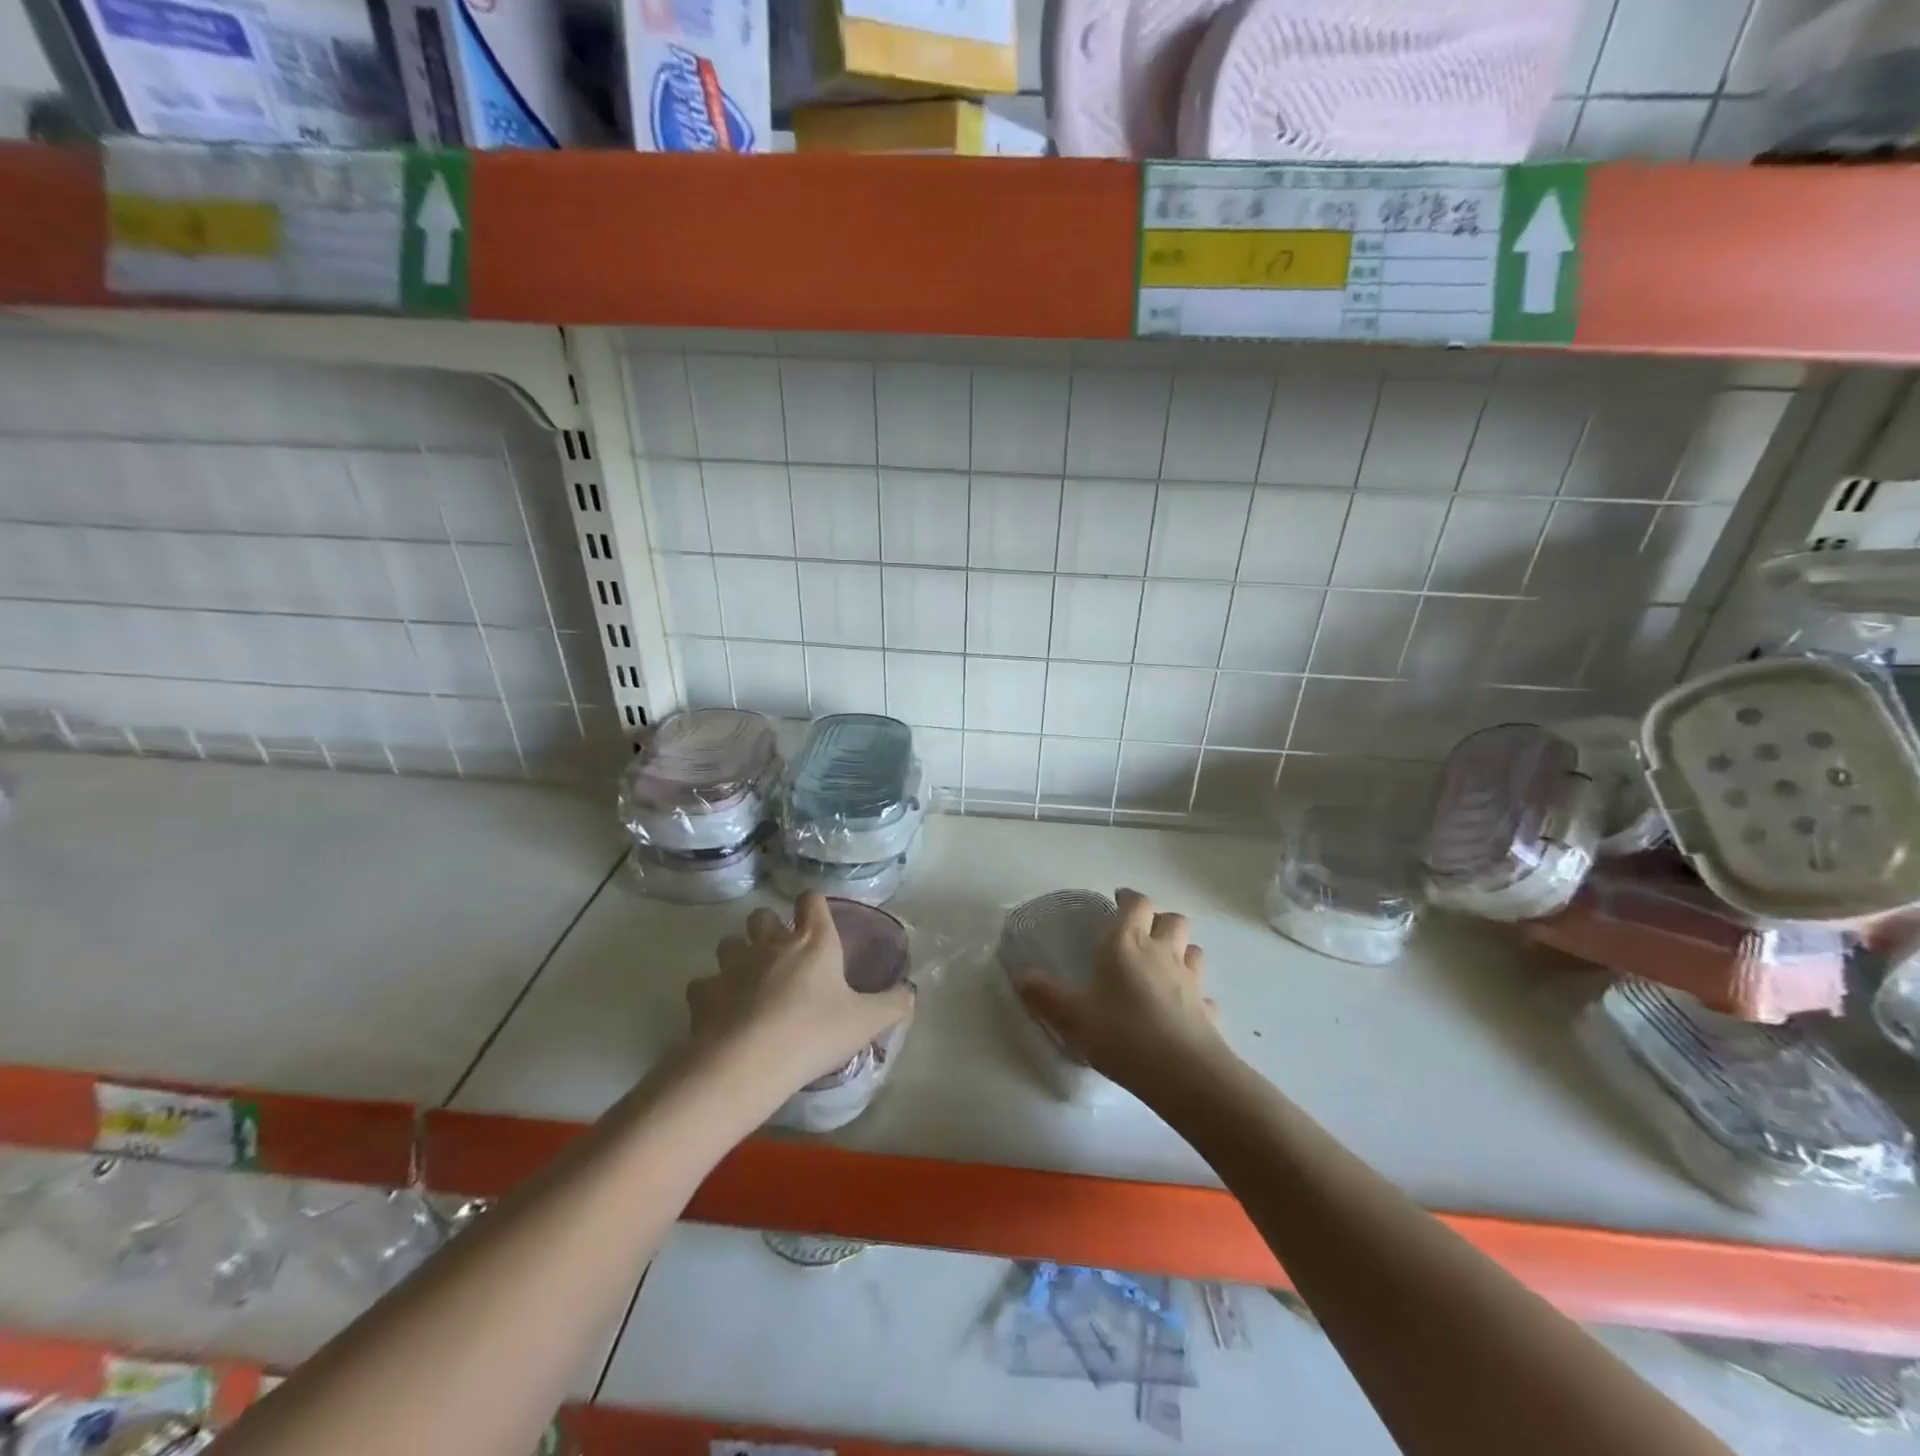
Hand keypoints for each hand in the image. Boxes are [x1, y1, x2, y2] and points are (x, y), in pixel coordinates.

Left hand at [686, 892, 914, 1097]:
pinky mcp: (703, 993)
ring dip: (739, 954)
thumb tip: (911, 992)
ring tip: (750, 979)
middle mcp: (770, 943)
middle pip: (762, 915)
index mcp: (813, 941)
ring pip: (729, 943)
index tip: (817, 919)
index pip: (811, 900)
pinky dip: (712, 992)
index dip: (814, 905)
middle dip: (769, 927)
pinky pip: (704, 983)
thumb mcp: (865, 1022)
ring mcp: (732, 966)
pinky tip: (722, 1011)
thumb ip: (893, 1004)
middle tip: (782, 953)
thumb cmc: (814, 1033)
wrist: (748, 1063)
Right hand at [1015, 888, 1223, 1093]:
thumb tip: (1021, 976)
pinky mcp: (1208, 1010)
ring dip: (1181, 950)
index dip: (1129, 898)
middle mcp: (1163, 953)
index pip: (1137, 904)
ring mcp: (1191, 981)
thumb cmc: (1122, 1034)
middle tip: (1141, 933)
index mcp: (1127, 944)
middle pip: (1173, 919)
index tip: (1118, 900)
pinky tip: (1182, 1008)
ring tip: (1163, 965)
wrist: (1183, 1073)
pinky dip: (1194, 995)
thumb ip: (1044, 995)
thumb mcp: (1071, 1017)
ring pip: (1193, 949)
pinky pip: (1203, 993)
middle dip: (1159, 920)